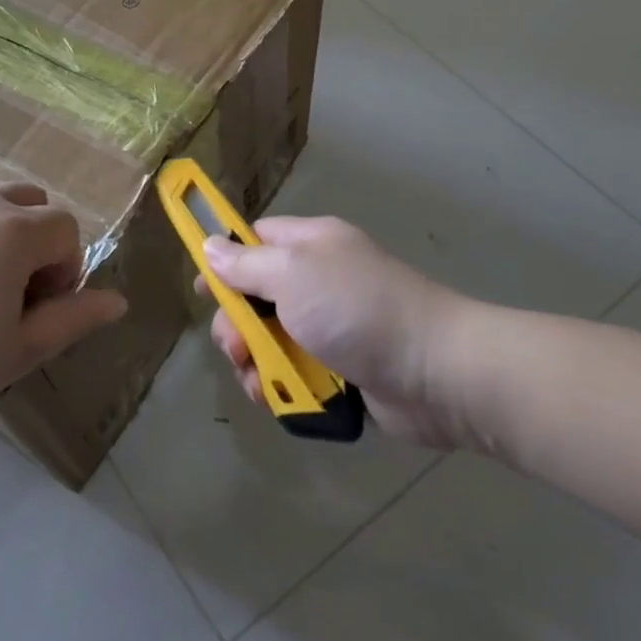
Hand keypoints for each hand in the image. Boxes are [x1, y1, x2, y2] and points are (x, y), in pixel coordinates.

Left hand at [0, 183, 126, 439]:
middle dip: (39, 245)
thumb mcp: (18, 350)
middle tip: (13, 299)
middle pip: (33, 204)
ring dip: (4, 239)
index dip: (66, 271)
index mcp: (12, 230)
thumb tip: (119, 301)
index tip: (38, 313)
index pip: (67, 229)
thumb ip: (74, 319)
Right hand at [202, 216, 473, 449]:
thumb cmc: (357, 310)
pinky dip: (283, 388)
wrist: (437, 372)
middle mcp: (319, 282)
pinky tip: (279, 401)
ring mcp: (331, 328)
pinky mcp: (342, 371)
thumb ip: (246, 264)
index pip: (256, 239)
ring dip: (256, 364)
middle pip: (256, 298)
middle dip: (237, 326)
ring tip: (261, 384)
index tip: (204, 290)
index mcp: (311, 245)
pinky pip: (296, 374)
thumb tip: (210, 246)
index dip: (225, 260)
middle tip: (238, 348)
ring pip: (271, 342)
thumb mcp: (293, 274)